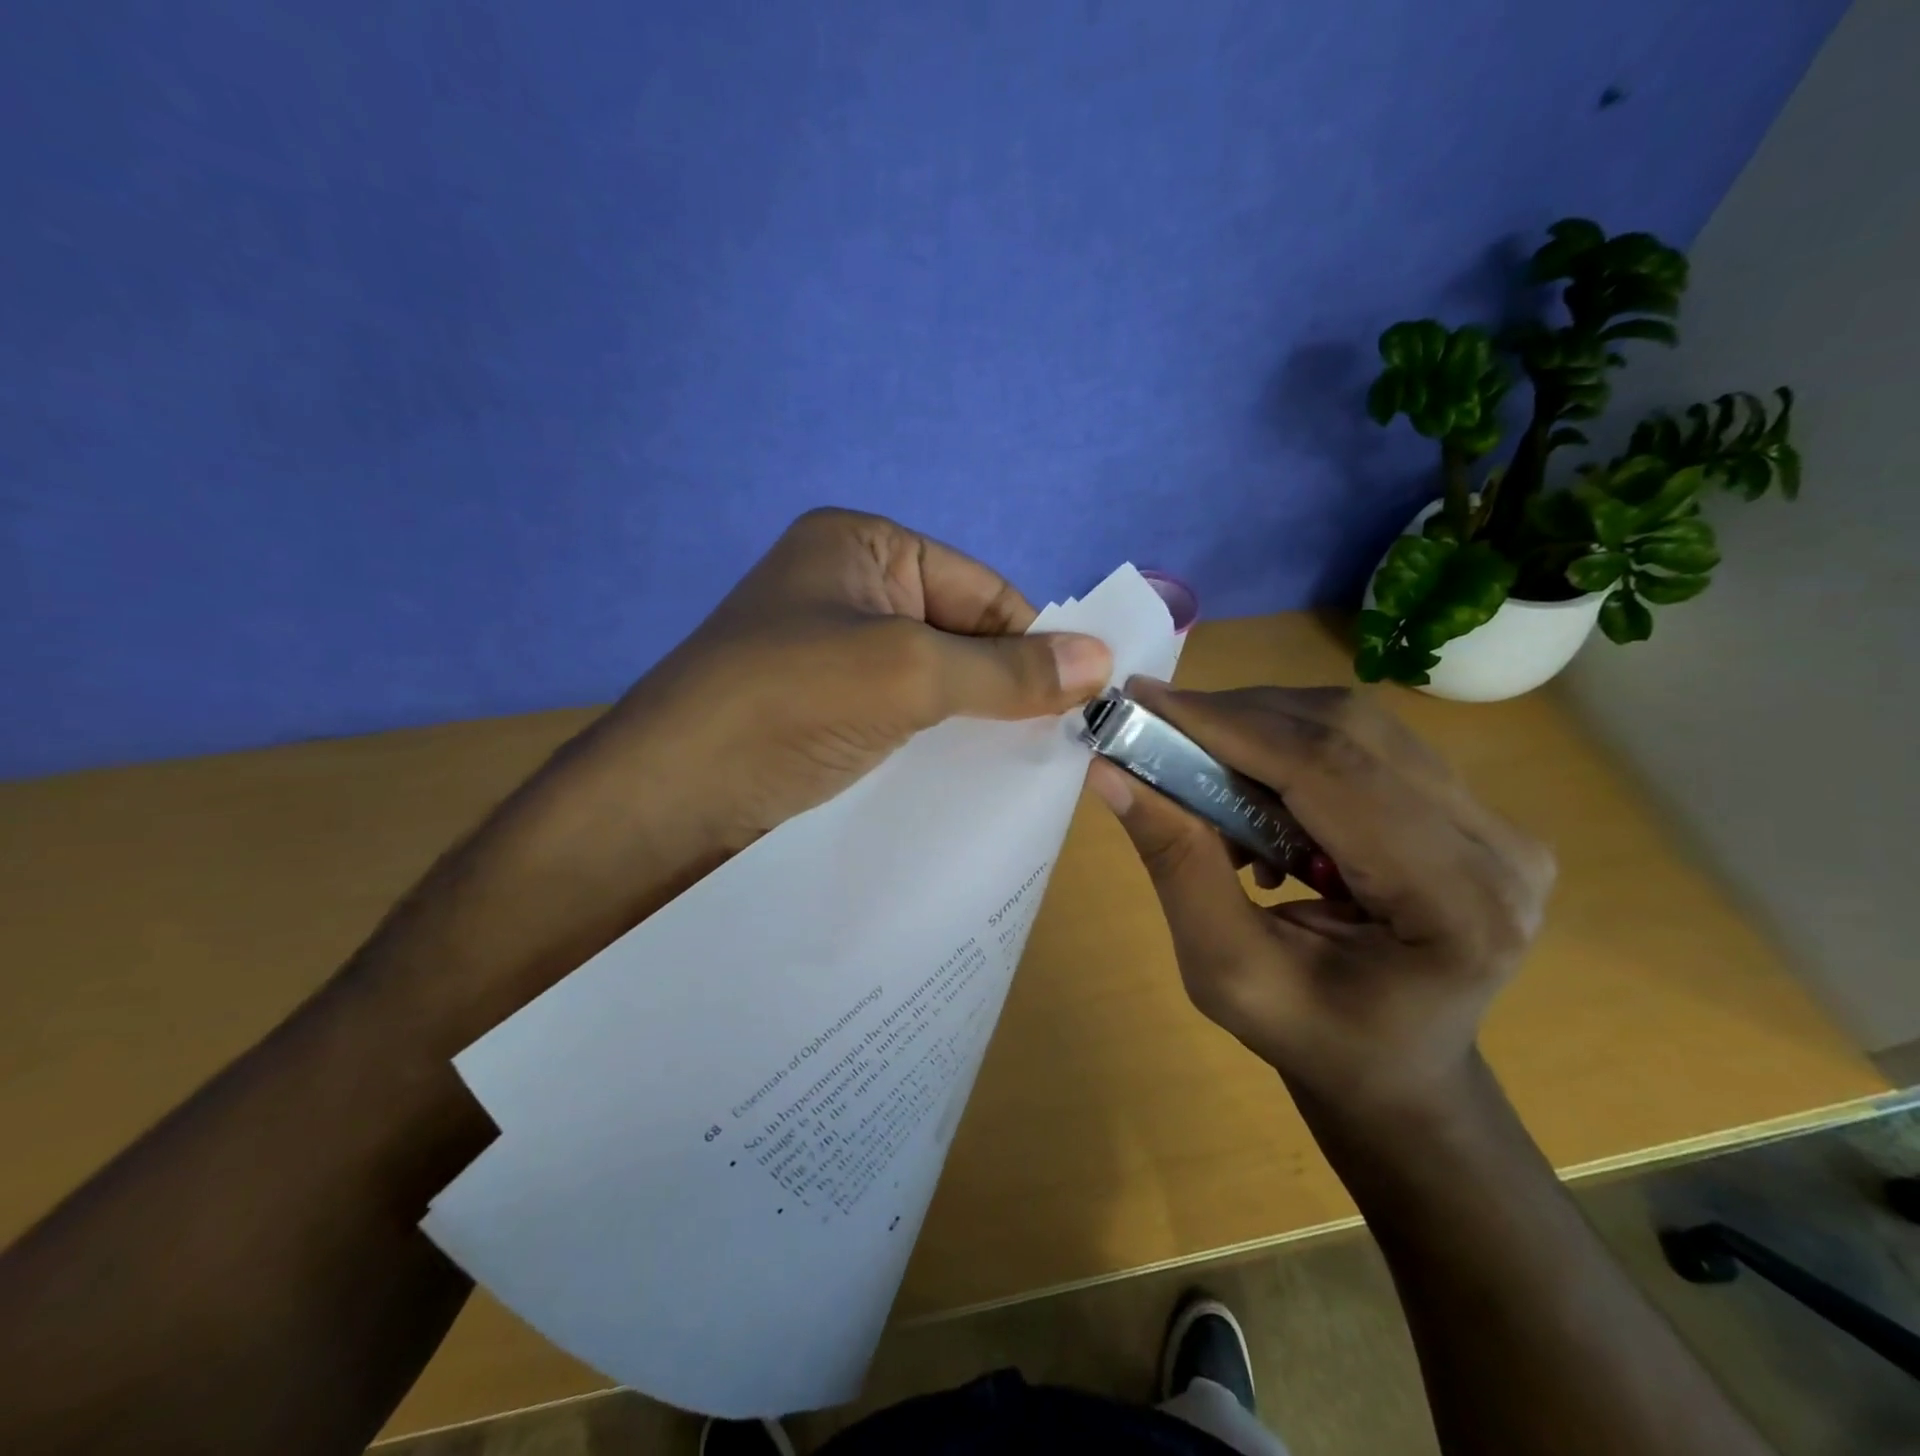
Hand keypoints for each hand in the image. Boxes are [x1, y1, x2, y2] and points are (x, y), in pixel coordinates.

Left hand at [367, 509, 1112, 1036]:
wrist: (667, 800)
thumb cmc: (786, 706)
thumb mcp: (908, 674)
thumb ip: (1006, 669)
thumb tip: (1103, 659)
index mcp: (862, 545)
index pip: (983, 589)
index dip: (1030, 644)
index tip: (1073, 706)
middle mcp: (846, 587)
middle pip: (959, 632)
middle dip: (1000, 685)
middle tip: (1048, 744)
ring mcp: (829, 651)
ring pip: (932, 679)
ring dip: (968, 718)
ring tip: (1009, 767)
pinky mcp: (819, 708)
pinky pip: (899, 713)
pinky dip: (932, 739)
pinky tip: (958, 776)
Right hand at [1089, 679, 1553, 1111]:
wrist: (1396, 1069)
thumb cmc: (1313, 1039)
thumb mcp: (1227, 971)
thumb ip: (1179, 867)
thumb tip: (1111, 772)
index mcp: (1455, 906)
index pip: (1331, 772)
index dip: (1230, 726)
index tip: (1144, 700)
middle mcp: (1497, 848)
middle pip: (1348, 732)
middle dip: (1237, 718)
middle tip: (1157, 726)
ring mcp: (1496, 823)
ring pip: (1356, 725)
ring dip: (1261, 726)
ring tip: (1201, 763)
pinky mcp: (1471, 810)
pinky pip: (1366, 743)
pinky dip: (1290, 744)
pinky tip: (1254, 787)